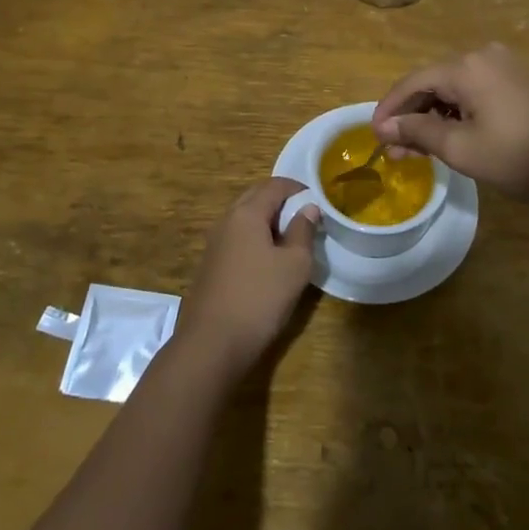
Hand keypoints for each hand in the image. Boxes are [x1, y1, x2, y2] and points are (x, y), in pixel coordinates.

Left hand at [176, 178, 318, 381]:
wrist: (211, 344)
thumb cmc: (260, 298)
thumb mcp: (295, 265)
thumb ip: (303, 231)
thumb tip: (308, 208)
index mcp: (247, 213)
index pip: (274, 185)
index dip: (298, 188)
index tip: (318, 200)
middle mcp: (226, 221)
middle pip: (255, 197)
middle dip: (281, 201)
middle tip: (305, 217)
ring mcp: (214, 243)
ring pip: (244, 219)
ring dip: (267, 221)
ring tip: (291, 239)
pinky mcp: (210, 265)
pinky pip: (237, 238)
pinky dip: (255, 238)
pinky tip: (268, 261)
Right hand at [371, 43, 528, 200]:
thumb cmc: (517, 155)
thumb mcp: (460, 148)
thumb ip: (418, 132)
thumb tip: (385, 128)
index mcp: (465, 66)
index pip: (413, 82)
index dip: (390, 108)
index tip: (374, 135)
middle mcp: (482, 56)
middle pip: (434, 82)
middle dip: (411, 116)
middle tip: (396, 150)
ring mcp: (504, 66)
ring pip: (454, 88)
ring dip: (434, 116)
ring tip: (419, 150)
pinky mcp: (520, 81)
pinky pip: (476, 91)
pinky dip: (457, 112)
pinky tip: (449, 136)